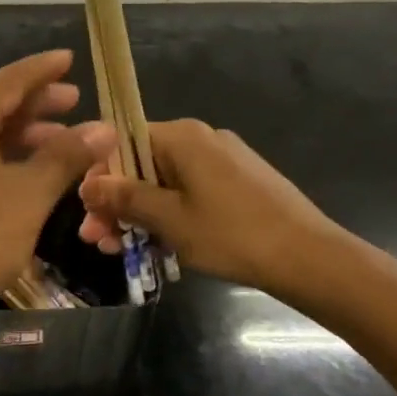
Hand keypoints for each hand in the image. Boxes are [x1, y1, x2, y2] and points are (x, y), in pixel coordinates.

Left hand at [0, 50, 115, 332]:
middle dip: (37, 104)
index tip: (69, 59)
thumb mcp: (28, 194)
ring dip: (24, 136)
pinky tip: (30, 177)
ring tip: (64, 142)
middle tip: (76, 102)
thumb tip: (104, 128)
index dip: (42, 70)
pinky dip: (5, 160)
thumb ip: (65, 157)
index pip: (8, 80)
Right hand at [78, 119, 348, 299]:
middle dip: (115, 202)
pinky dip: (167, 214)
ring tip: (121, 250)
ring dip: (138, 214)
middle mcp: (200, 139)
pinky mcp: (237, 182)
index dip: (98, 176)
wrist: (311, 258)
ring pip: (163, 182)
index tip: (86, 211)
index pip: (121, 142)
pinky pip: (187, 192)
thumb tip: (87, 185)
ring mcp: (222, 160)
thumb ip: (124, 198)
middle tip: (97, 240)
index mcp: (182, 137)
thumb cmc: (232, 234)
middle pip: (140, 164)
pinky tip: (157, 245)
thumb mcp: (169, 219)